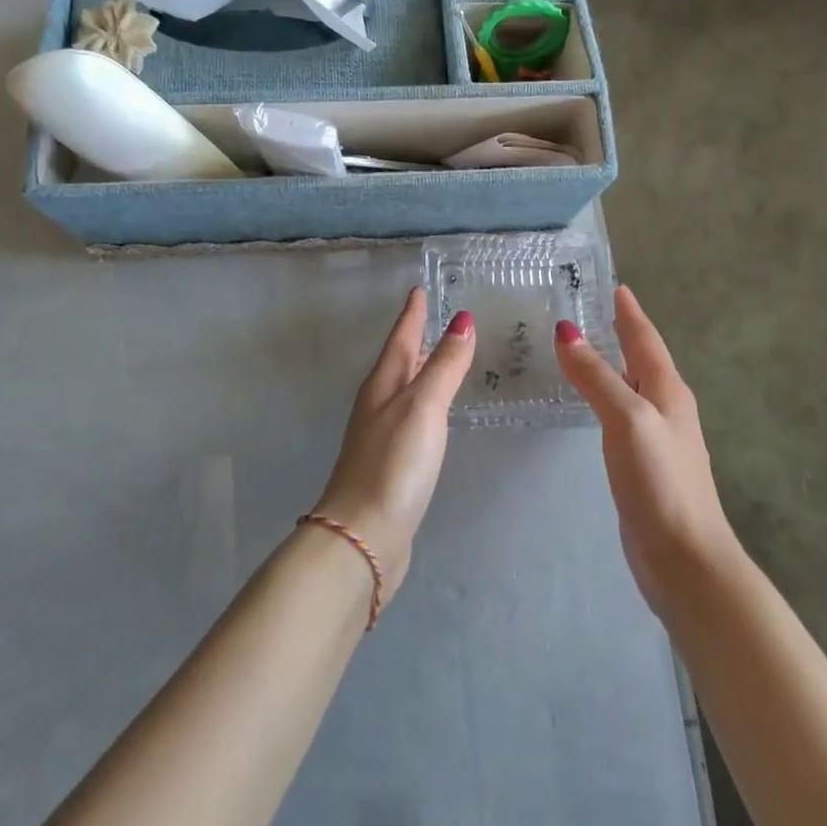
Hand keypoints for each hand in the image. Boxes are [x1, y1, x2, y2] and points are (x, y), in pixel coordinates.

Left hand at [311, 287, 474, 607]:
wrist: (364, 536)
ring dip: (422, 369)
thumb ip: (444, 365)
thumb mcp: (423, 407)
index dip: (412, 313)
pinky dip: (427, 402)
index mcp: (383, 385)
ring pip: (405, 389)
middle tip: (435, 315)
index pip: (401, 338)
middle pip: (400, 360)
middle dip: (416, 337)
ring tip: (442, 355)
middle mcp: (379, 404)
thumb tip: (462, 320)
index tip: (418, 288)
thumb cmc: (394, 465)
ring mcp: (383, 434)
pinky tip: (437, 412)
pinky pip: (413, 417)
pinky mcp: (393, 463)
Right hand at [554, 287, 737, 617]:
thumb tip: (567, 332)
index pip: (645, 339)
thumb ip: (596, 376)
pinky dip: (606, 396)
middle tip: (592, 310)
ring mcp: (658, 438)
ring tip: (584, 349)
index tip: (616, 286)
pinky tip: (591, 405)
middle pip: (641, 359)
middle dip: (620, 332)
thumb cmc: (660, 482)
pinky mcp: (645, 464)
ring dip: (612, 364)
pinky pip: (622, 414)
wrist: (685, 558)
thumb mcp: (627, 419)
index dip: (630, 313)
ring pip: (632, 386)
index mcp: (668, 390)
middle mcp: (667, 407)